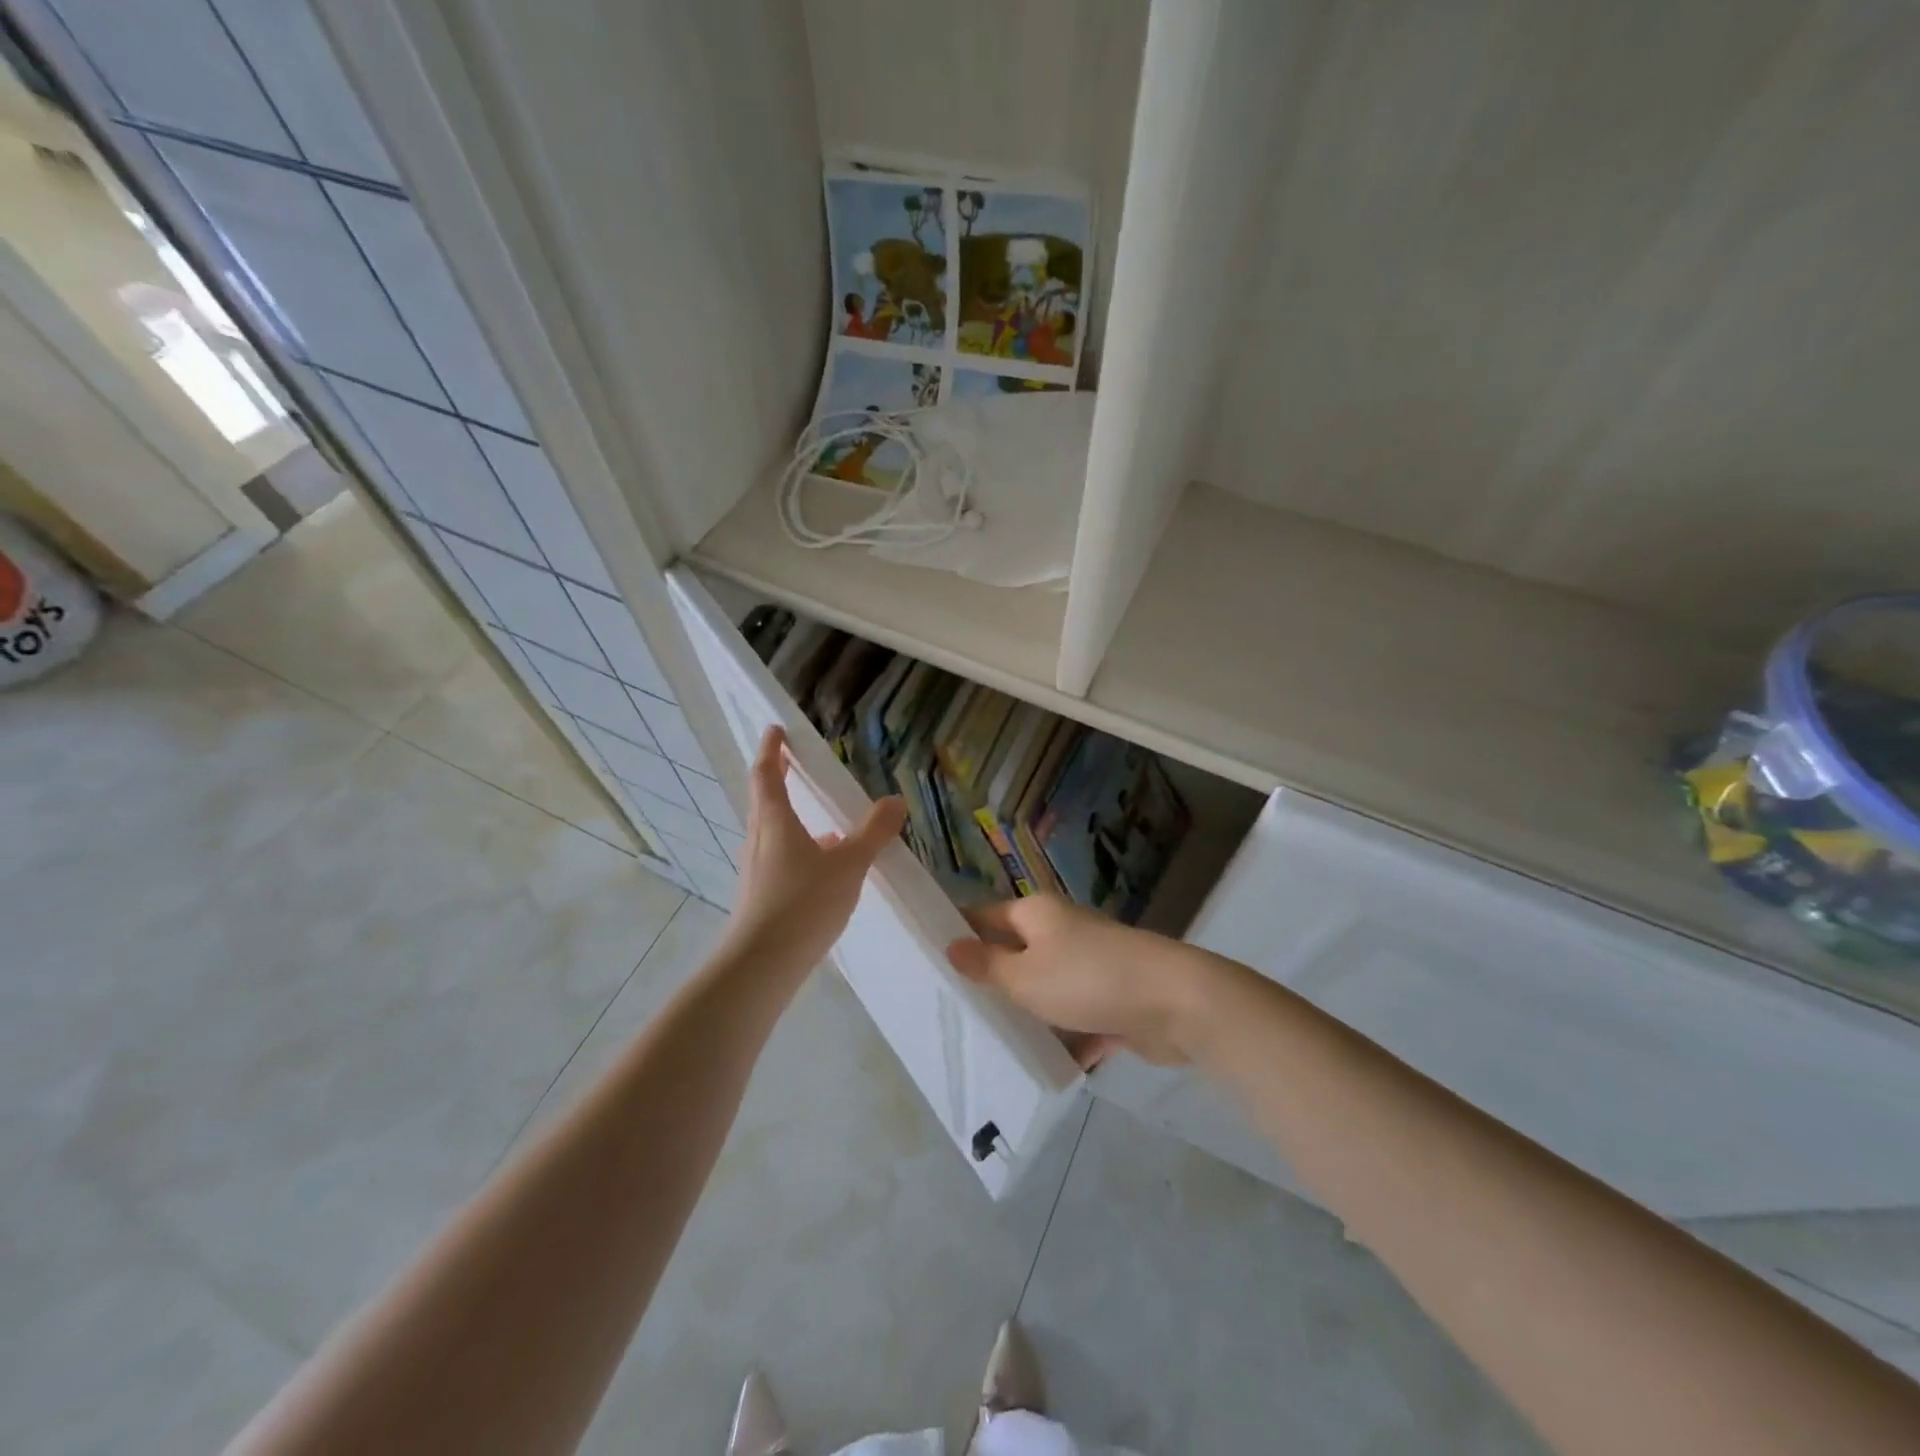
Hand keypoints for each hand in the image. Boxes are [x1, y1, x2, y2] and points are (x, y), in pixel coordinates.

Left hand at [723, 726, 906, 976]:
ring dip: (793, 818)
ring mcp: (757, 869)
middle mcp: (760, 839)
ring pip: (774, 832)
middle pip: (765, 800)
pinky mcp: (761, 895)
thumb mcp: (848, 864)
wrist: (762, 964)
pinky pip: (781, 858)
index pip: (768, 773)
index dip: (772, 749)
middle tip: (796, 764)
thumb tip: (895, 801)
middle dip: (780, 779)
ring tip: (826, 823)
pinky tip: (826, 869)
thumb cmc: (803, 902)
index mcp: (774, 821)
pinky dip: (800, 850)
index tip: (775, 730)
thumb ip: (873, 833)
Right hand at [945, 896, 1212, 1065]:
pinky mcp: (1113, 997)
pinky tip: (1045, 1066)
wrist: (1174, 1002)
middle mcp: (1063, 931)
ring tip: (991, 1045)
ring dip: (1029, 1014)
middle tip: (954, 1011)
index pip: (985, 916)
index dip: (959, 933)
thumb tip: (951, 945)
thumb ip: (987, 965)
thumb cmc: (1086, 979)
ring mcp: (1091, 964)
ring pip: (1047, 988)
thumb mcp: (1025, 976)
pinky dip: (1066, 1037)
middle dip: (992, 981)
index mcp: (1037, 914)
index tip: (928, 958)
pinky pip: (1078, 1017)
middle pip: (1017, 953)